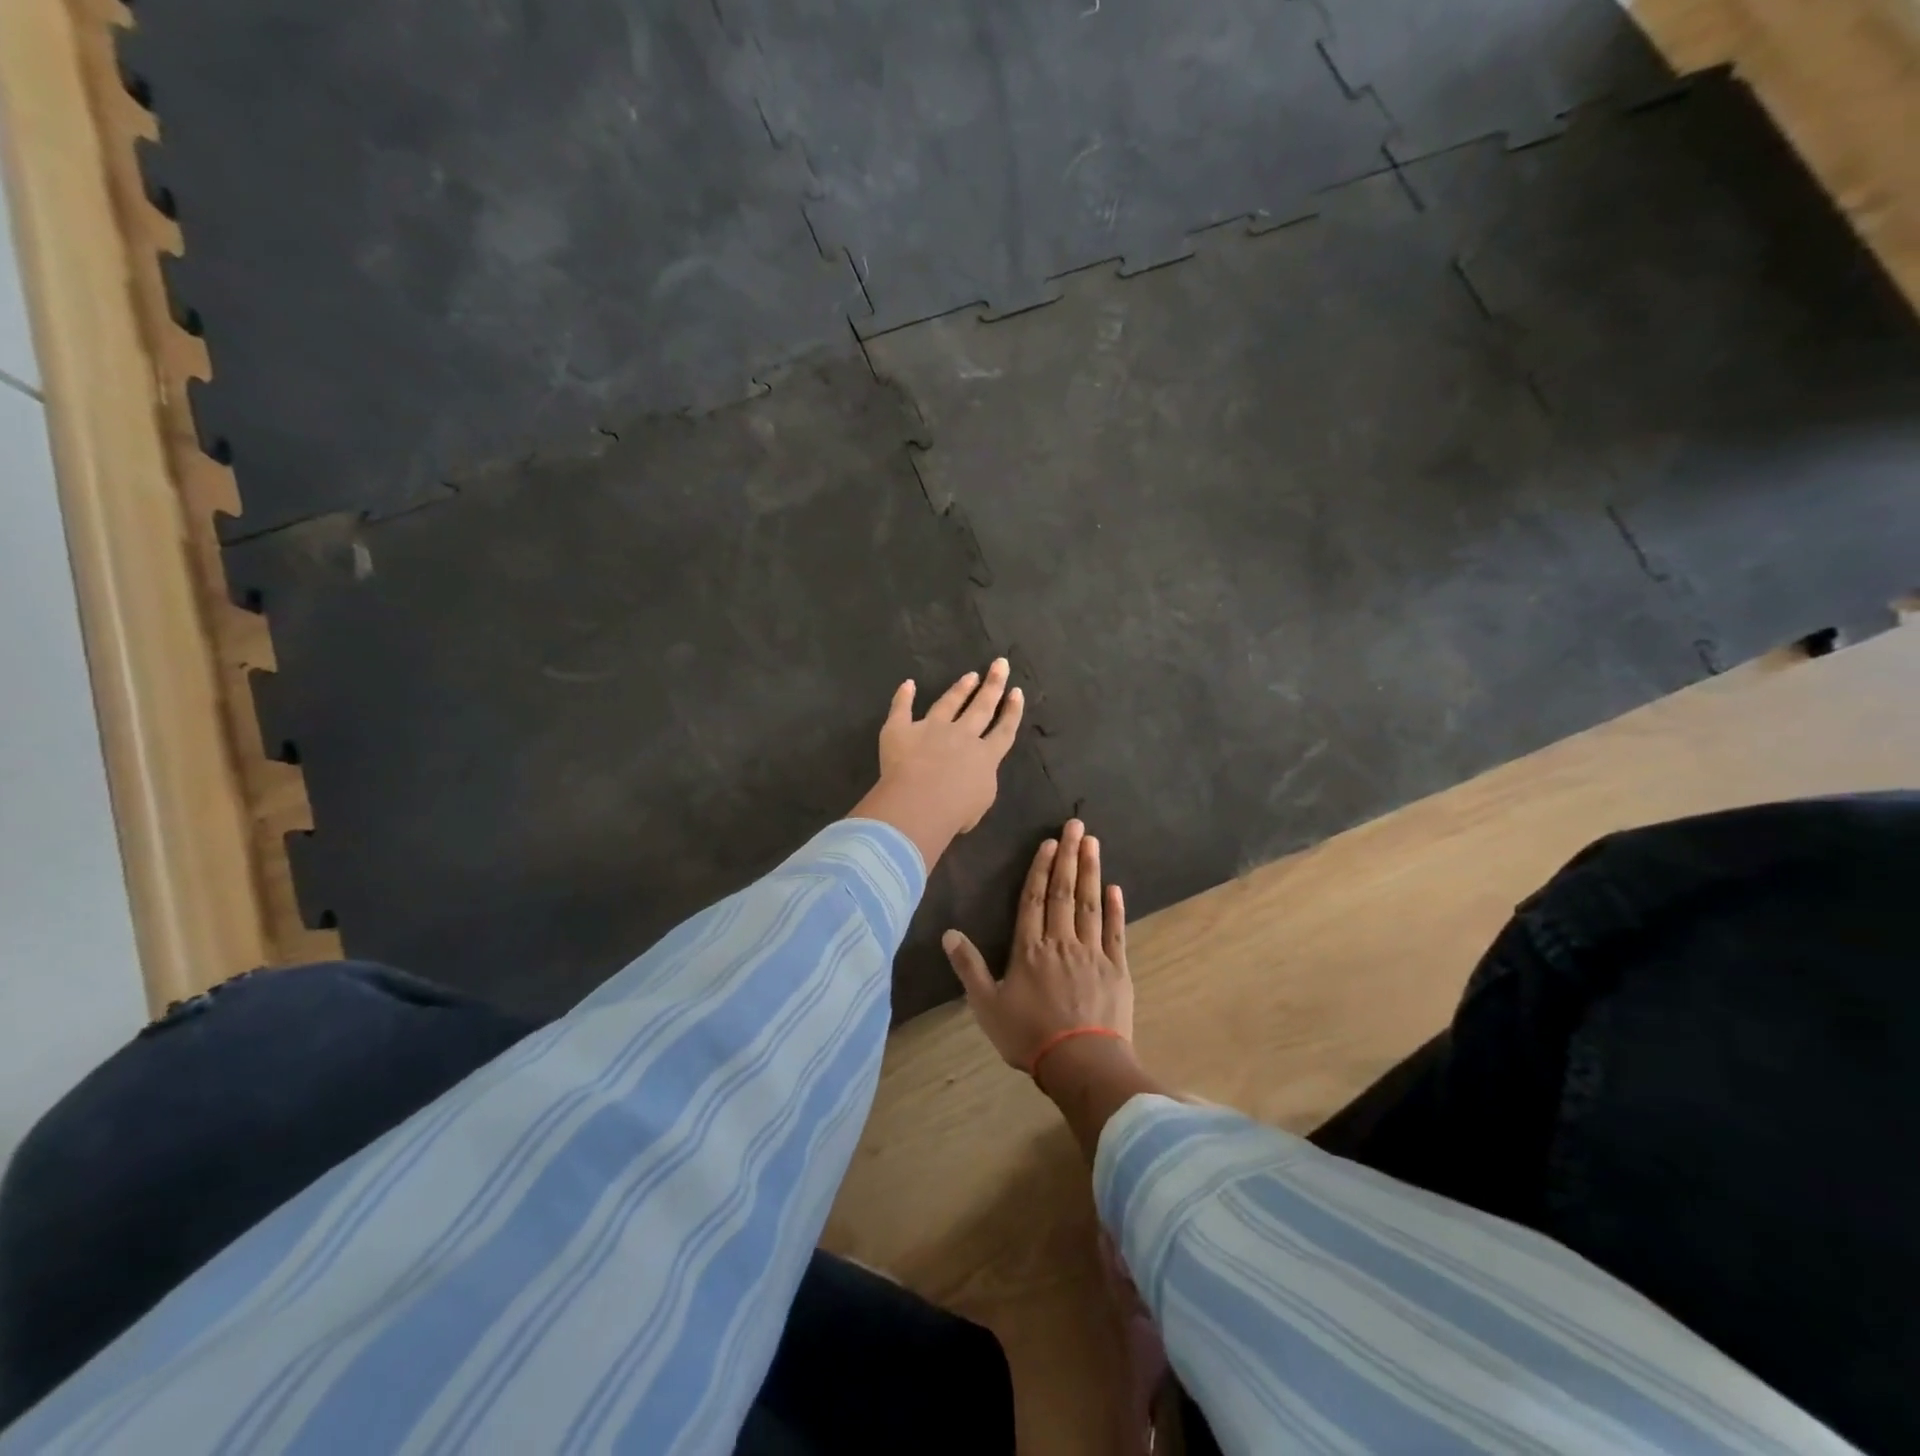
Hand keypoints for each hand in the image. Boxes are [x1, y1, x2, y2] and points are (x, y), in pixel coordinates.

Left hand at [850, 659, 1023, 870]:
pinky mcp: (901, 730)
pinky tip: (907, 683)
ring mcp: (931, 729)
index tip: (1016, 692)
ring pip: (949, 703)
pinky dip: (903, 696)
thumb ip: (980, 785)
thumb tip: (973, 778)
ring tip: (970, 675)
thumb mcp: (979, 804)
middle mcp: (961, 736)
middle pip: (981, 707)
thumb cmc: (954, 812)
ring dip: (960, 688)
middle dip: (993, 685)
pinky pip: (901, 709)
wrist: (920, 803)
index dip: (1012, 712)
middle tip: (1000, 664)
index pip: (1004, 730)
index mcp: (985, 757)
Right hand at [944, 819, 1131, 1074]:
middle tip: (1076, 824)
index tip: (1049, 842)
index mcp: (1030, 949)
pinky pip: (1115, 932)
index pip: (1034, 899)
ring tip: (1093, 843)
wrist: (1081, 1063)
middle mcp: (1061, 942)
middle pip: (1064, 892)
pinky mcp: (1117, 969)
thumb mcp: (987, 1005)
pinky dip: (1115, 909)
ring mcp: (1092, 953)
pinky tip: (1115, 888)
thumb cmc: (1029, 1036)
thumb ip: (969, 968)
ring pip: (1090, 904)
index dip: (1041, 869)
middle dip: (1069, 856)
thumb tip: (948, 933)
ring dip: (1091, 872)